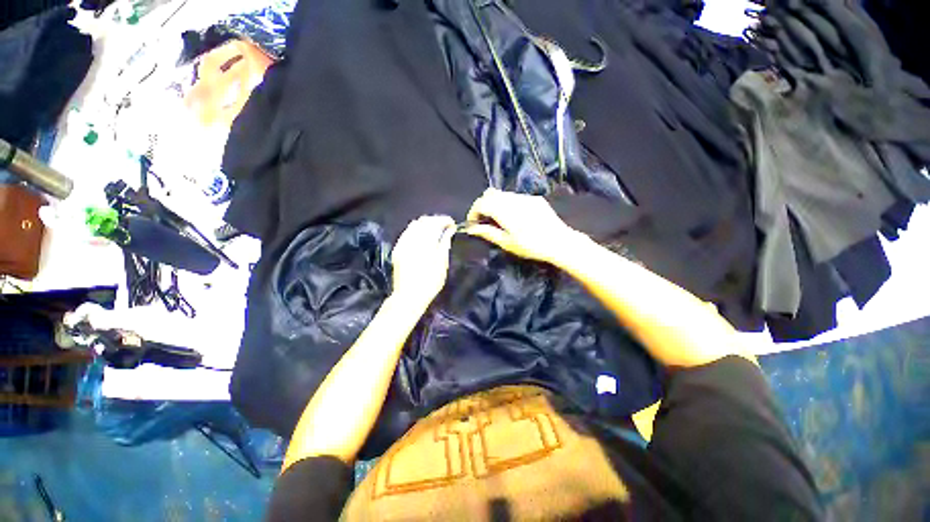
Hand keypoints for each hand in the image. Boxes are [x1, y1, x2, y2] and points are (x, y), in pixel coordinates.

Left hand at [390, 215, 455, 306]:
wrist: (409, 296)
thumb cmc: (430, 282)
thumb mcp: (442, 263)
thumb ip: (444, 244)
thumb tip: (449, 231)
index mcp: (425, 242)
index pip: (435, 222)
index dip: (445, 220)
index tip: (453, 224)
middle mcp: (412, 239)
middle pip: (423, 221)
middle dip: (436, 220)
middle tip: (445, 227)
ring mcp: (402, 243)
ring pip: (414, 225)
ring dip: (426, 224)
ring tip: (435, 231)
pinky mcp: (397, 249)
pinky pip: (407, 233)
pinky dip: (416, 231)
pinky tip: (423, 237)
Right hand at [465, 188, 582, 263]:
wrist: (559, 242)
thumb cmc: (531, 246)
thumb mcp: (507, 243)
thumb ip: (487, 233)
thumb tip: (471, 229)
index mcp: (504, 210)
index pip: (481, 203)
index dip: (473, 212)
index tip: (473, 223)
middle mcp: (513, 199)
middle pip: (490, 194)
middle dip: (483, 205)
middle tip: (484, 220)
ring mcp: (525, 197)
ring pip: (503, 194)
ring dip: (495, 204)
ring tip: (498, 220)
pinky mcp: (534, 199)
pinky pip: (515, 196)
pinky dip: (508, 204)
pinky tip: (515, 217)